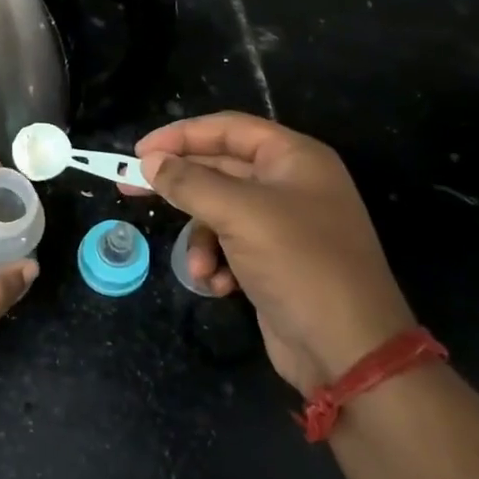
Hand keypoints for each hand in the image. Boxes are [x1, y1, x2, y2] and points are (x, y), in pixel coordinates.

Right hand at [135, 113, 414, 390]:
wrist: (348, 349)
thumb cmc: (299, 263)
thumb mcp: (239, 214)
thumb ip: (189, 182)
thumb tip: (150, 162)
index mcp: (294, 158)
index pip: (228, 128)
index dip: (181, 135)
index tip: (139, 151)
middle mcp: (290, 184)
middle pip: (220, 169)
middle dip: (180, 185)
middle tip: (130, 188)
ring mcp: (283, 224)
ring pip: (218, 212)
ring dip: (200, 238)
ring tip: (197, 266)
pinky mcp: (274, 260)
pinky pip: (230, 245)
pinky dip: (216, 262)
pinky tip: (217, 285)